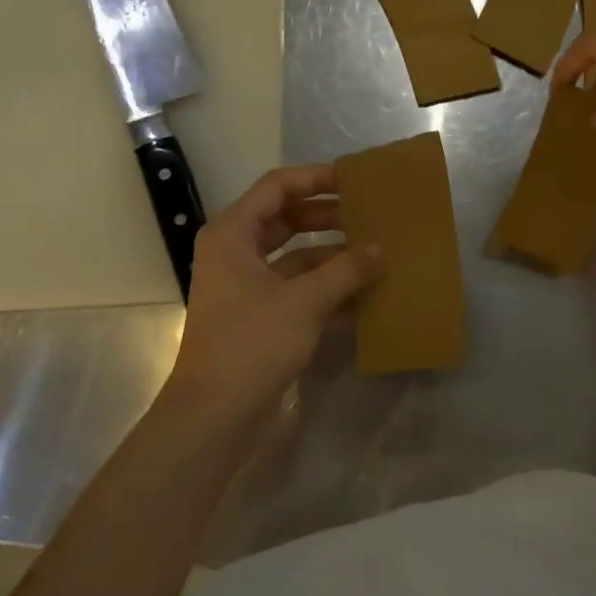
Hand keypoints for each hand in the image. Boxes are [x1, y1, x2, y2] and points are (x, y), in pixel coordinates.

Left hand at [167, 164, 382, 414]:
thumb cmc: (252, 343)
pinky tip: (366, 298)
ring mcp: (249, 288)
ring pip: (298, 258)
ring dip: (334, 257)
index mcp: (234, 235)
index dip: (316, 178)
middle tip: (371, 216)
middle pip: (288, 220)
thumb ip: (347, 270)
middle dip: (330, 218)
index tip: (355, 181)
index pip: (278, 187)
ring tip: (377, 255)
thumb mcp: (305, 301)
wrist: (215, 416)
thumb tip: (380, 250)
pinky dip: (329, 290)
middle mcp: (237, 254)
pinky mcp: (261, 318)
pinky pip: (300, 291)